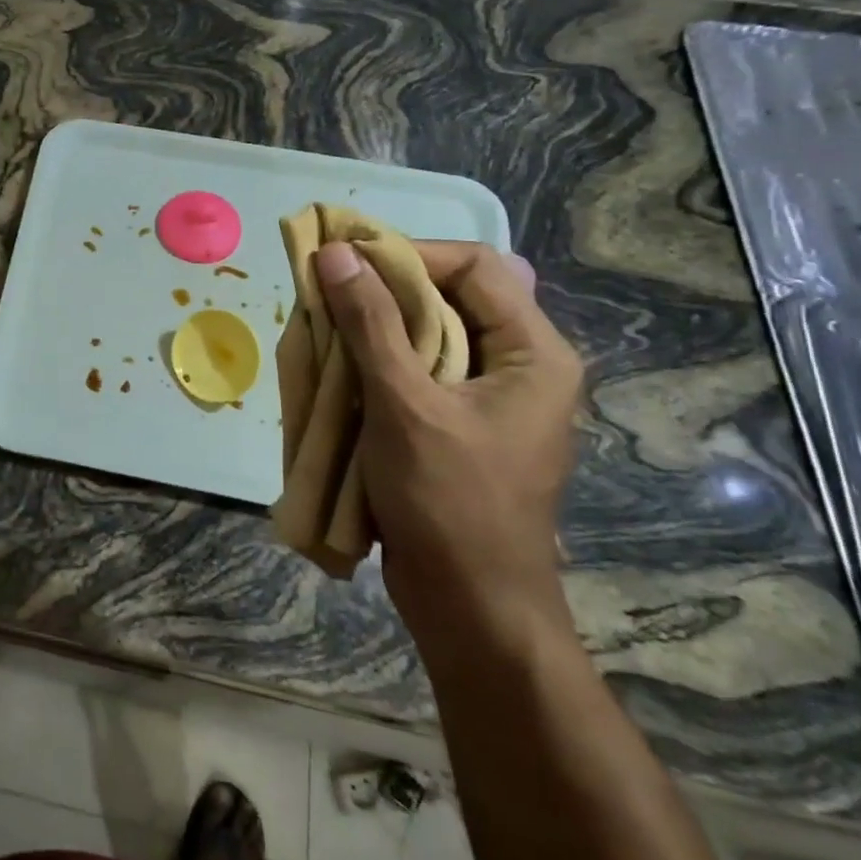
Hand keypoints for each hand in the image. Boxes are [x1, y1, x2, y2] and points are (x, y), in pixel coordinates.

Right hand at [314, 240, 582, 645]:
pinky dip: (380, 360)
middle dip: (386, 289)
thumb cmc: (447, 502)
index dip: (409, 254)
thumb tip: (337, 253)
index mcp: (534, 353)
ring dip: (377, 326)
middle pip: (453, 295)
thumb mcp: (404, 405)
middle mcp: (521, 365)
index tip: (345, 261)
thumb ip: (370, 324)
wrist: (471, 606)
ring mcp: (492, 398)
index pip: (476, 266)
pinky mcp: (462, 424)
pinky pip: (422, 369)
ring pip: (433, 332)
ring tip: (326, 328)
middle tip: (328, 293)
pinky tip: (341, 369)